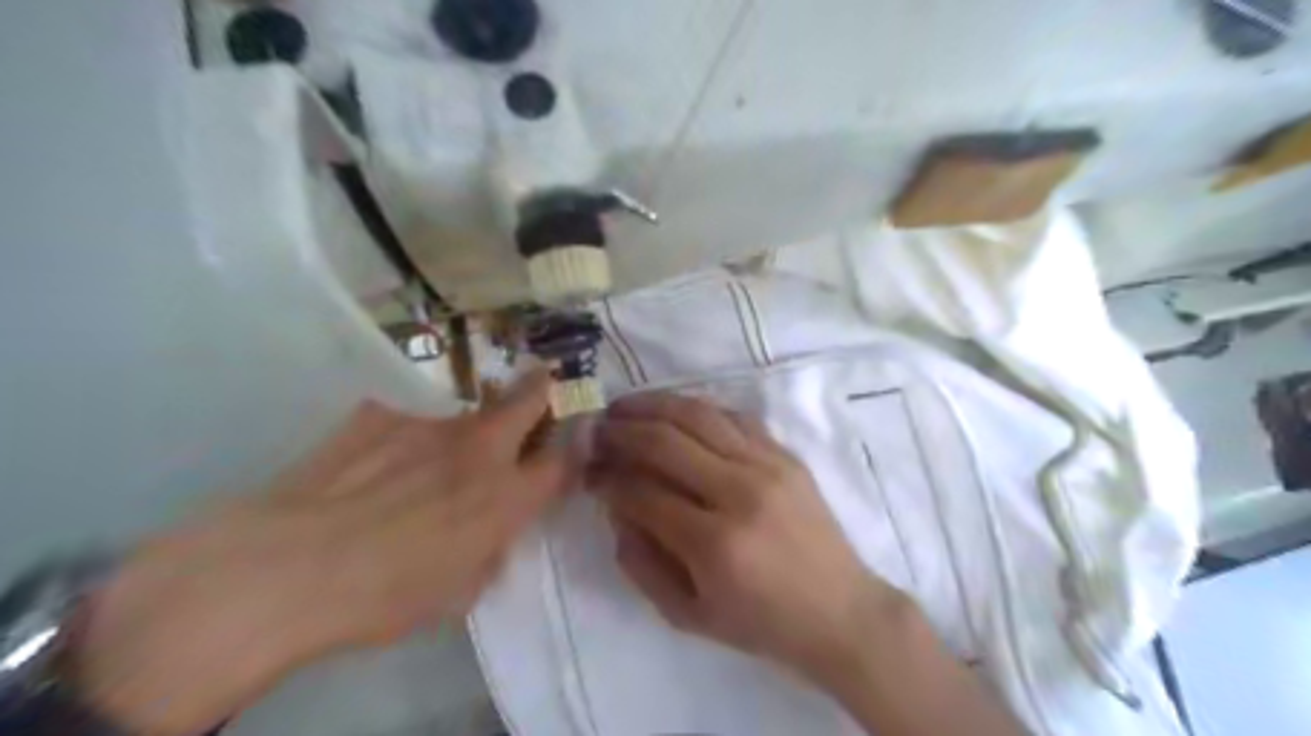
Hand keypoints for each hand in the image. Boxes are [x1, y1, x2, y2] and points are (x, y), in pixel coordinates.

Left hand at [63, 375, 567, 735]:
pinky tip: (363, 474)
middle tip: (539, 386)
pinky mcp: (379, 414)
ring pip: (460, 418)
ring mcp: (429, 423)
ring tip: (408, 476)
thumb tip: (489, 532)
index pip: (562, 460)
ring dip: (455, 437)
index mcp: (506, 496)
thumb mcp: (457, 593)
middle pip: (530, 397)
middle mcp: (480, 448)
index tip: (563, 449)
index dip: (569, 451)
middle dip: (542, 389)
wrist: (284, 568)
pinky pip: (402, 425)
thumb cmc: (382, 598)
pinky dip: (398, 443)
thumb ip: (488, 551)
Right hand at [588, 394, 908, 687]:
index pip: (642, 492)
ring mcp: (768, 465)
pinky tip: (673, 412)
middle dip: (621, 431)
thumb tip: (616, 507)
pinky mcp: (786, 454)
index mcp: (714, 543)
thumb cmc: (762, 623)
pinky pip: (732, 416)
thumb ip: (640, 562)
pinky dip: (695, 409)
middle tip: (597, 431)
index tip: (588, 472)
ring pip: (697, 415)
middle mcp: (740, 491)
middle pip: (665, 441)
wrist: (840, 611)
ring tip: (624, 408)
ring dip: (652, 405)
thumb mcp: (688, 614)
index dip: (606, 478)